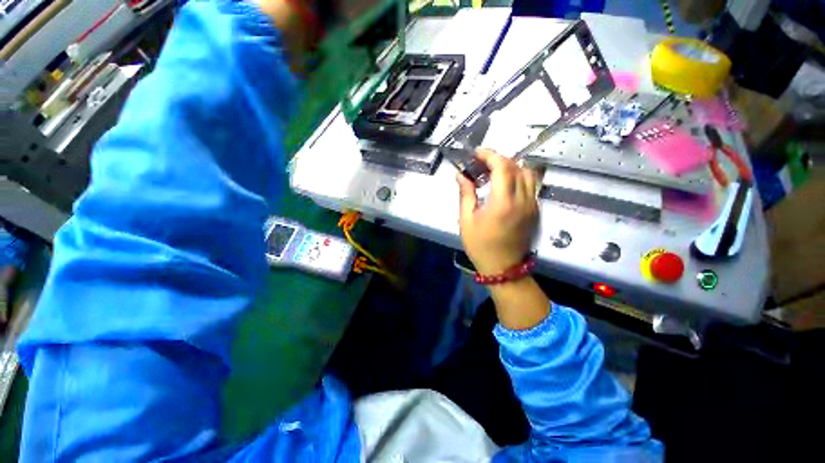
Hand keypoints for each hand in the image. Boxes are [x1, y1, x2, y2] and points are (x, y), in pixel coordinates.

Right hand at [457, 149, 538, 274]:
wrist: (503, 268)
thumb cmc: (480, 246)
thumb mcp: (466, 220)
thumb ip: (465, 194)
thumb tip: (461, 175)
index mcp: (503, 203)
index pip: (502, 167)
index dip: (489, 155)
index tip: (476, 153)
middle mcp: (523, 200)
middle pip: (516, 166)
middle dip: (498, 159)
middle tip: (481, 163)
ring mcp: (532, 205)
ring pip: (528, 173)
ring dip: (511, 166)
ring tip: (494, 171)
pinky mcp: (535, 210)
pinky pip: (531, 185)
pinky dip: (518, 177)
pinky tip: (504, 184)